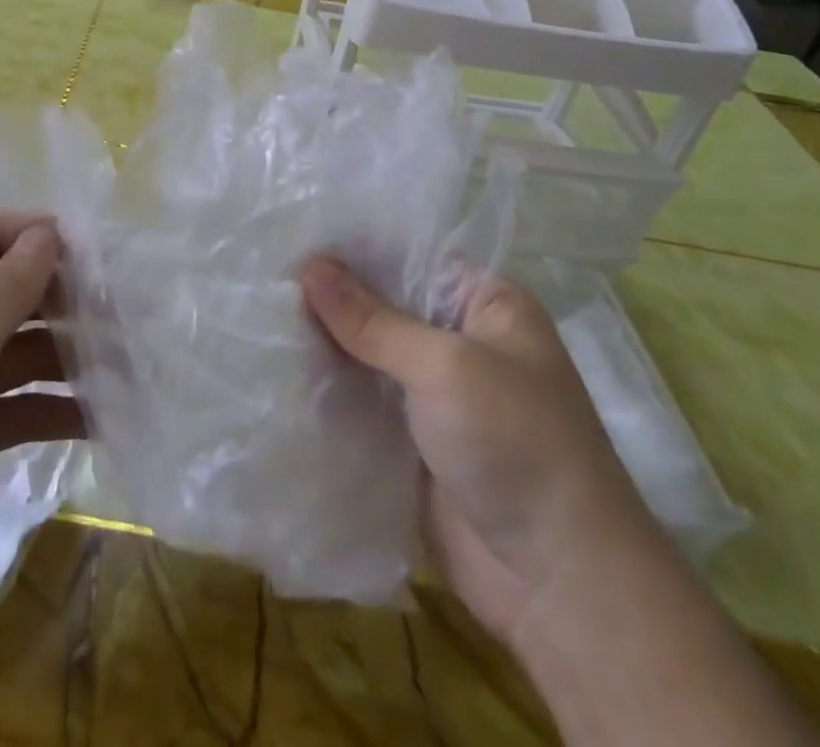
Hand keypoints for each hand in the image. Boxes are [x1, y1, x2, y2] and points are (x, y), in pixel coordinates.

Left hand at [0, 217, 85, 746]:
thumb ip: (7, 285)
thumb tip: (47, 232)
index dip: (38, 235)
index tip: (102, 252)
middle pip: (2, 291)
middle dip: (60, 297)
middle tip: (126, 312)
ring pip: (12, 351)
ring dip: (64, 355)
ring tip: (127, 365)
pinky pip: (9, 406)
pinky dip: (49, 408)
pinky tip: (99, 419)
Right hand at [299, 256, 652, 639]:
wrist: (558, 582)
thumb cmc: (515, 444)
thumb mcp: (444, 366)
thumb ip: (372, 319)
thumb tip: (309, 265)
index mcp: (487, 306)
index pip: (411, 257)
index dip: (356, 249)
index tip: (295, 237)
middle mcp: (462, 341)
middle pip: (386, 306)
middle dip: (333, 298)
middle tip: (265, 275)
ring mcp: (438, 394)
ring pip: (370, 355)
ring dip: (326, 344)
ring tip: (261, 315)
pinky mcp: (414, 440)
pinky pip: (365, 401)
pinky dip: (331, 389)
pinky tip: (280, 368)